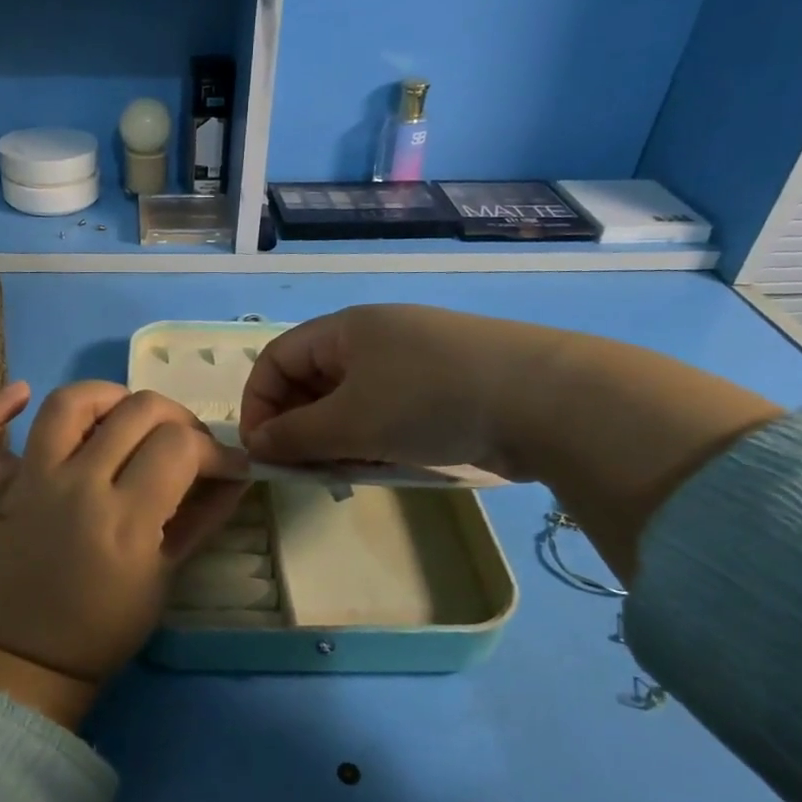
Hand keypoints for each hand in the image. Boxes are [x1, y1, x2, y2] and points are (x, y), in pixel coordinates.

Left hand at [0, 381, 248, 708]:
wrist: (28, 656)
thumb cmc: (106, 626)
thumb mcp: (167, 576)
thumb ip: (204, 518)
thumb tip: (237, 475)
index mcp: (125, 518)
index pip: (181, 446)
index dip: (216, 450)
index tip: (229, 467)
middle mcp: (77, 485)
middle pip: (138, 412)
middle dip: (180, 419)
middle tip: (188, 446)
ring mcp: (31, 481)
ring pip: (69, 402)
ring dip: (110, 396)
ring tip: (127, 414)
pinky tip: (22, 393)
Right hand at [240, 305, 780, 582]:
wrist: (544, 399)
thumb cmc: (429, 400)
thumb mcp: (350, 422)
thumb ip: (294, 435)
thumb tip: (256, 444)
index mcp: (344, 329)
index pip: (277, 360)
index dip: (259, 404)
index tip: (262, 451)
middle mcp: (374, 337)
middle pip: (312, 381)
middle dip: (300, 427)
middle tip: (305, 470)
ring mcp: (413, 360)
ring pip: (351, 401)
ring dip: (338, 439)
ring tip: (351, 471)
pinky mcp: (444, 385)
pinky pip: (388, 411)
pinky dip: (375, 438)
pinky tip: (387, 464)